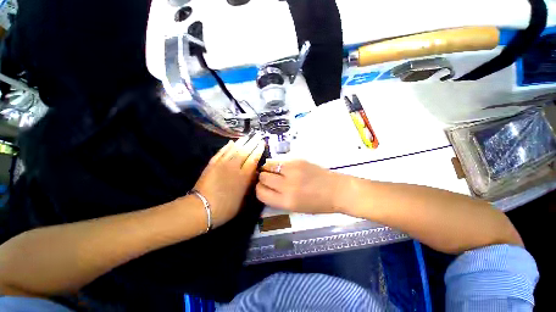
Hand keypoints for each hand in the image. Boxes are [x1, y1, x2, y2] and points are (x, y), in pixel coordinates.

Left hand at [193, 133, 264, 227]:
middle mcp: (234, 167)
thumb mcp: (244, 199)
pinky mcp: (212, 164)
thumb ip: (250, 184)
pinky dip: (227, 146)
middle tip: (257, 136)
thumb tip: (255, 173)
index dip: (258, 150)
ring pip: (234, 149)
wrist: (202, 208)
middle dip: (252, 142)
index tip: (262, 143)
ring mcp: (222, 164)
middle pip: (245, 151)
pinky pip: (221, 152)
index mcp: (244, 176)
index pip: (253, 159)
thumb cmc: (226, 207)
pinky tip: (231, 142)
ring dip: (241, 142)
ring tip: (247, 136)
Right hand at [256, 159, 343, 213]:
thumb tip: (265, 188)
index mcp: (286, 201)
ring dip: (268, 169)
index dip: (259, 189)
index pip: (260, 193)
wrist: (337, 190)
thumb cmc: (317, 204)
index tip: (262, 188)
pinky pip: (280, 161)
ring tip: (273, 171)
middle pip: (263, 177)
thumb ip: (278, 199)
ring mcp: (292, 170)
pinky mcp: (297, 161)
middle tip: (269, 179)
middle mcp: (287, 185)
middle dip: (263, 179)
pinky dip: (277, 164)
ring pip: (268, 166)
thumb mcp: (295, 208)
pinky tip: (283, 167)